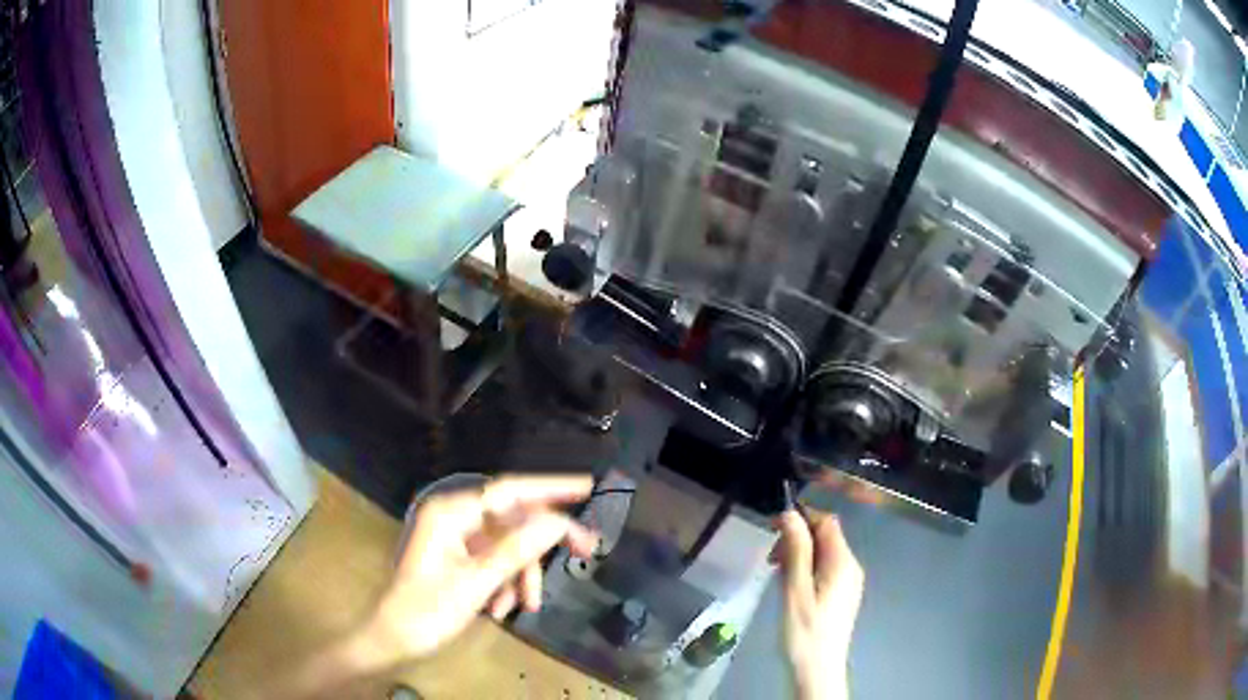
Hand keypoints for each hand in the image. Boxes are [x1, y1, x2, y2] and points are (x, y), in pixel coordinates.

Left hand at [370, 475, 597, 658]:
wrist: (393, 638)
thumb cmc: (426, 610)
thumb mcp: (476, 583)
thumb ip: (517, 550)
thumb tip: (558, 521)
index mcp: (450, 513)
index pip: (508, 491)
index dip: (549, 487)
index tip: (586, 487)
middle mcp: (453, 517)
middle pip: (512, 519)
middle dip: (542, 542)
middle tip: (585, 552)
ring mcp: (455, 537)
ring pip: (507, 545)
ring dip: (521, 574)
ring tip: (526, 605)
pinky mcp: (457, 556)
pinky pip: (494, 560)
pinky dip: (505, 582)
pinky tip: (501, 608)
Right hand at [775, 508, 863, 699]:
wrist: (818, 668)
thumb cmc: (804, 631)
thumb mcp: (795, 589)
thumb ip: (796, 550)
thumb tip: (790, 514)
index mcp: (842, 562)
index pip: (826, 522)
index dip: (801, 518)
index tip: (773, 529)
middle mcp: (851, 566)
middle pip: (826, 536)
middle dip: (797, 539)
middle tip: (771, 560)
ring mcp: (849, 581)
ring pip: (824, 553)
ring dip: (799, 556)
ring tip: (778, 576)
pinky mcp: (843, 594)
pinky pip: (825, 569)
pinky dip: (807, 570)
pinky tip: (791, 588)